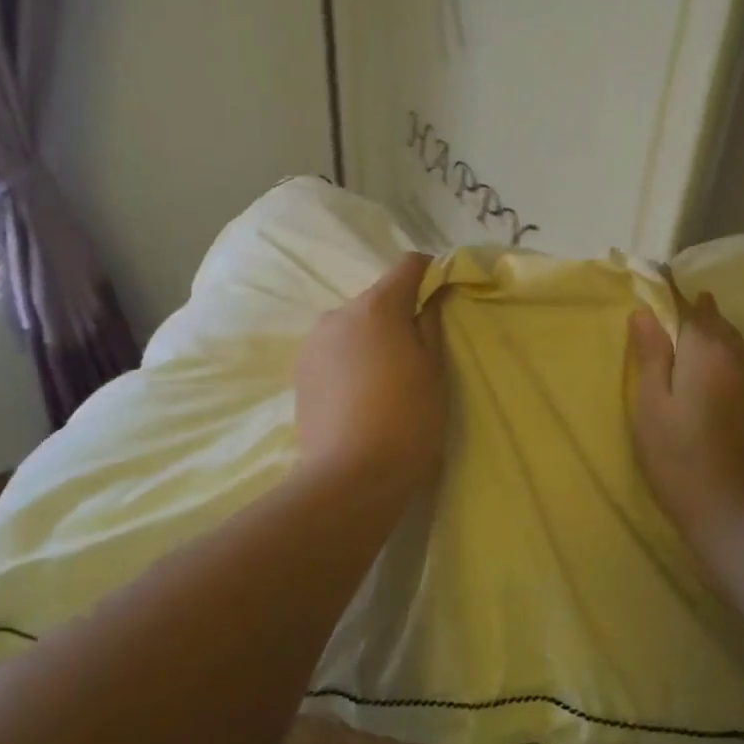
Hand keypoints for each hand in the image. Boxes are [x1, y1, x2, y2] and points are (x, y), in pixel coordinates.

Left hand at [294, 253, 448, 501]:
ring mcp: (314, 343)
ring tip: (386, 381)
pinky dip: (351, 360)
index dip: (430, 274)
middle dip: (399, 314)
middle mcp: (339, 313)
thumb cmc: (408, 419)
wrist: (349, 478)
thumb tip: (432, 295)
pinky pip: (335, 352)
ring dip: (372, 339)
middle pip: (378, 298)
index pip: (408, 265)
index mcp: (377, 306)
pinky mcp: (300, 373)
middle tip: (417, 353)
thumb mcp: (435, 370)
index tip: (443, 297)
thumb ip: (432, 322)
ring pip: (353, 326)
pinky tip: (361, 397)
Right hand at [628, 279, 743, 535]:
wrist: (739, 513)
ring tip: (696, 331)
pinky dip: (731, 357)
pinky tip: (724, 370)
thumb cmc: (679, 457)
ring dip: (714, 333)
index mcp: (706, 348)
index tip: (652, 274)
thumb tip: (645, 311)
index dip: (666, 289)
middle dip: (693, 310)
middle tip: (671, 308)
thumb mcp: (650, 405)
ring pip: (735, 341)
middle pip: (714, 319)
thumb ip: (650, 354)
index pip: (683, 303)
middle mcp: (740, 354)